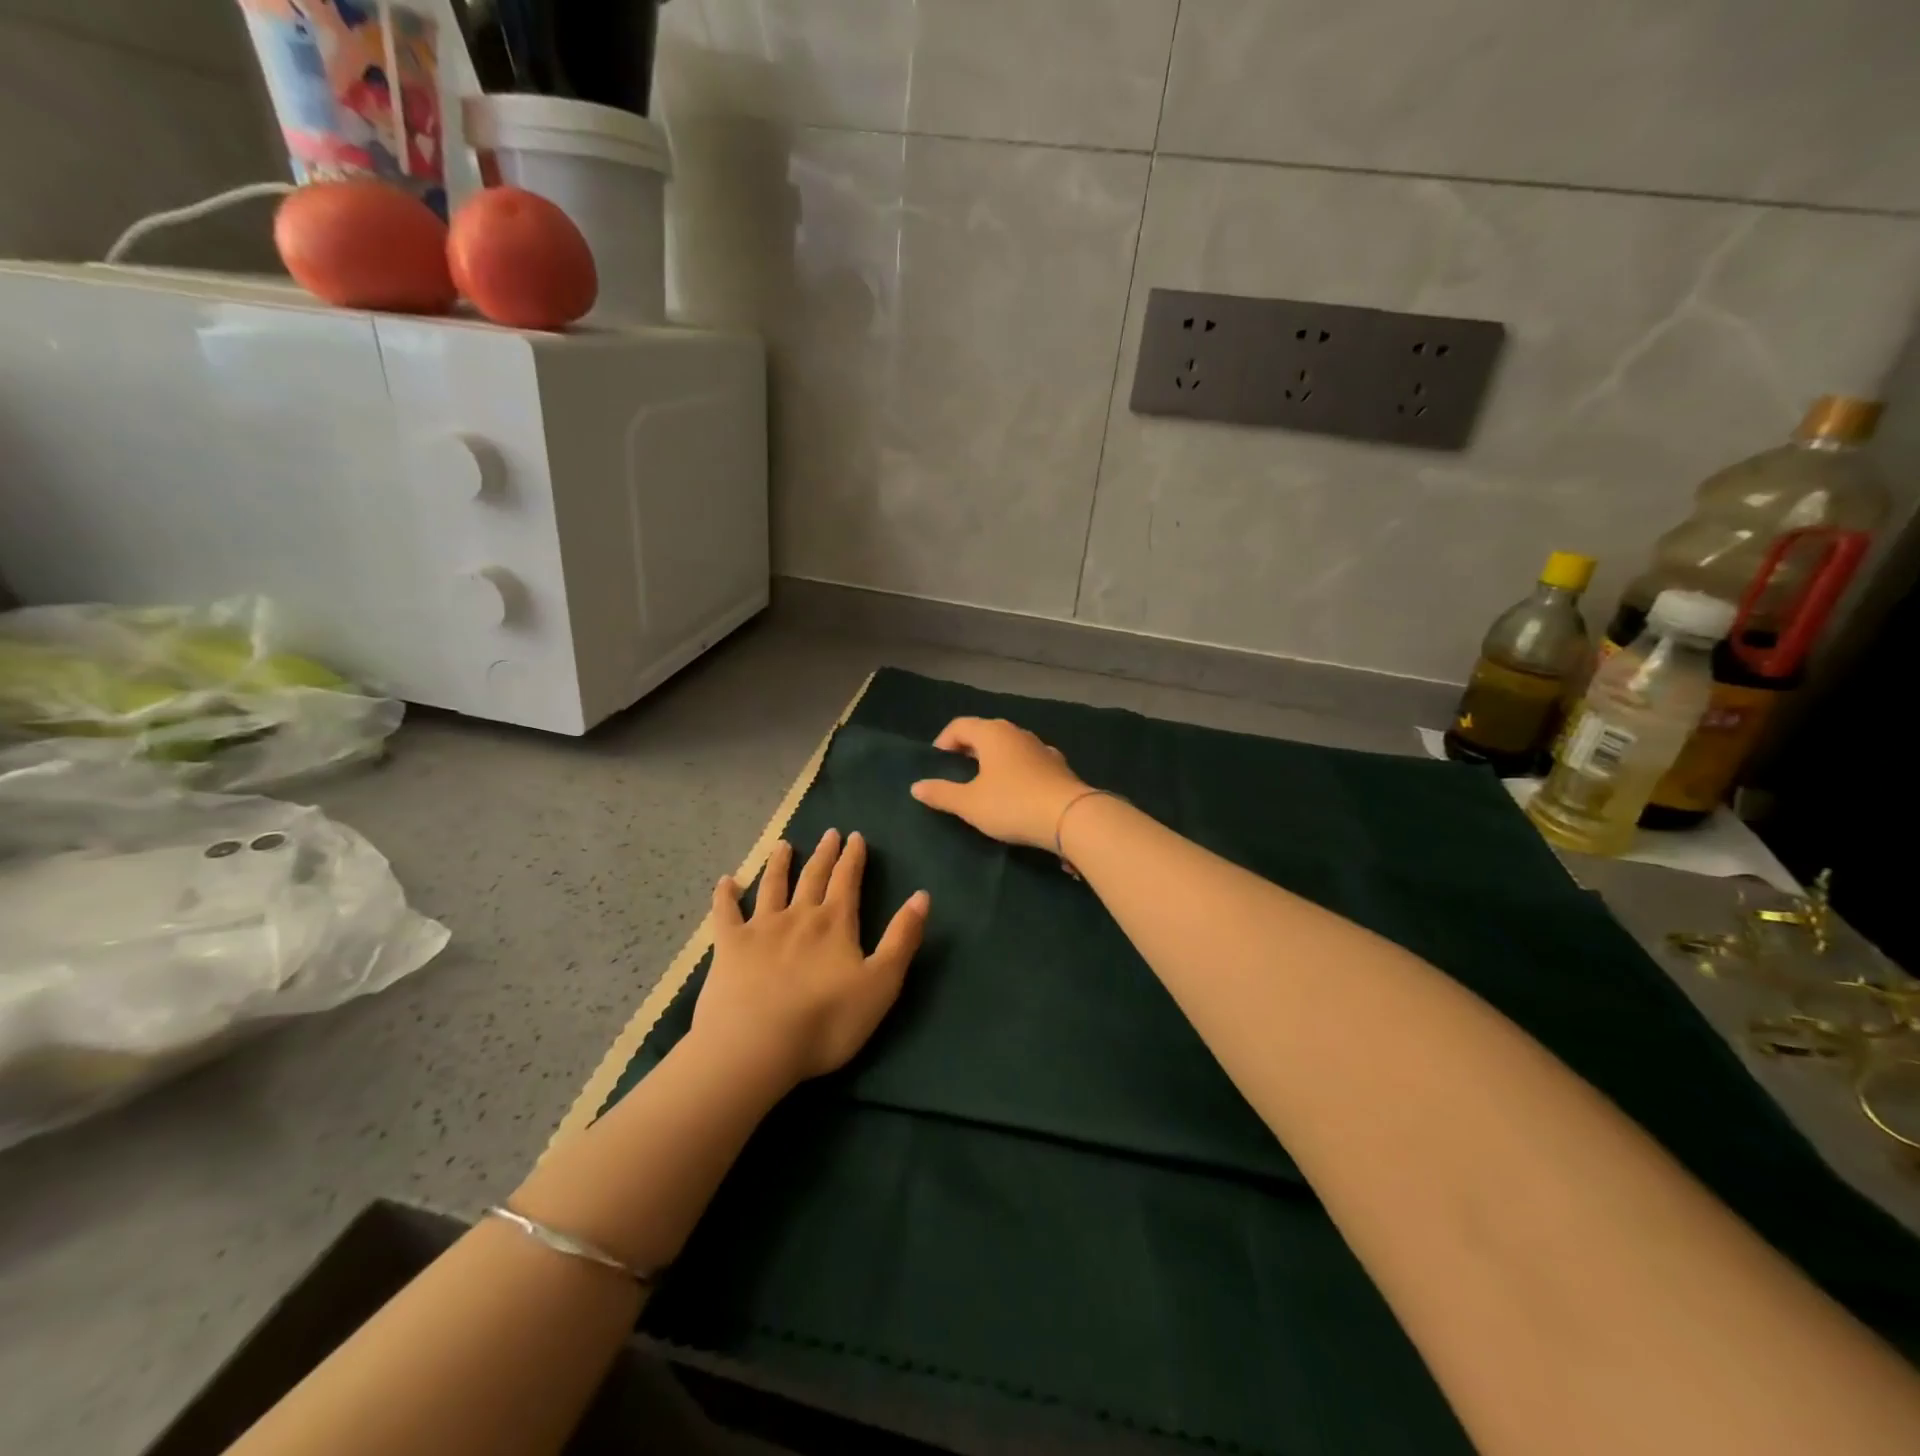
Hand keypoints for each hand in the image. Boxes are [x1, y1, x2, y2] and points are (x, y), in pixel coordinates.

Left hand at [692, 828, 928, 1087]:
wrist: (756, 1045)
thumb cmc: (827, 1020)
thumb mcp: (881, 982)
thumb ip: (902, 938)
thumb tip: (922, 895)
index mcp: (835, 923)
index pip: (847, 880)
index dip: (853, 858)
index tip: (855, 836)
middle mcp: (799, 915)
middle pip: (813, 876)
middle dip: (824, 854)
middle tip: (829, 833)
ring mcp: (760, 928)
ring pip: (772, 886)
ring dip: (779, 864)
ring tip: (784, 846)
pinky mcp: (728, 946)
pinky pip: (725, 912)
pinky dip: (725, 894)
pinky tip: (726, 881)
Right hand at [909, 717, 1089, 849]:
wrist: (1070, 817)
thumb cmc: (1012, 804)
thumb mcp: (970, 803)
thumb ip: (941, 793)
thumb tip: (916, 786)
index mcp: (992, 733)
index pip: (959, 725)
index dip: (944, 740)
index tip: (936, 761)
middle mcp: (1017, 732)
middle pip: (985, 731)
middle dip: (968, 747)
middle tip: (956, 769)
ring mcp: (1041, 747)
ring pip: (1009, 745)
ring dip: (994, 758)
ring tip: (984, 780)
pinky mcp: (1058, 765)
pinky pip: (1028, 760)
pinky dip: (1016, 768)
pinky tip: (1016, 788)